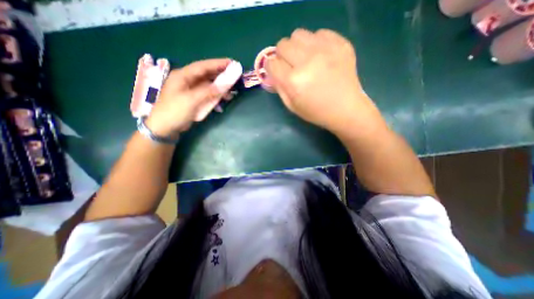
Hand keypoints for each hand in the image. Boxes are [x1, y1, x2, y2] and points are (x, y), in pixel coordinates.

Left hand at [146, 58, 230, 137]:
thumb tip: (226, 83)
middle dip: (221, 76)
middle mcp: (187, 81)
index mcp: (183, 76)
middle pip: (207, 75)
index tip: (232, 63)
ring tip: (232, 92)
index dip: (218, 64)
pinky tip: (222, 101)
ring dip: (220, 88)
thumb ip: (209, 91)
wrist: (164, 129)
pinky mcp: (194, 100)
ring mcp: (191, 91)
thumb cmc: (174, 112)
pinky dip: (216, 97)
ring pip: (208, 86)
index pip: (203, 66)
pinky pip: (207, 96)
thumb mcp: (192, 100)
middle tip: (235, 77)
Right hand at [264, 29, 376, 133]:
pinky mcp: (340, 44)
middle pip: (283, 45)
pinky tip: (320, 56)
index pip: (272, 63)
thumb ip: (279, 87)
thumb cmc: (316, 112)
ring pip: (298, 34)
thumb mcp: (292, 106)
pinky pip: (319, 33)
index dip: (272, 67)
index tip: (277, 71)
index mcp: (293, 81)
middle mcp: (307, 62)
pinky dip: (315, 43)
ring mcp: (325, 50)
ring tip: (305, 59)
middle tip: (291, 65)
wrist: (346, 109)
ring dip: (297, 46)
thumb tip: (273, 71)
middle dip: (282, 55)